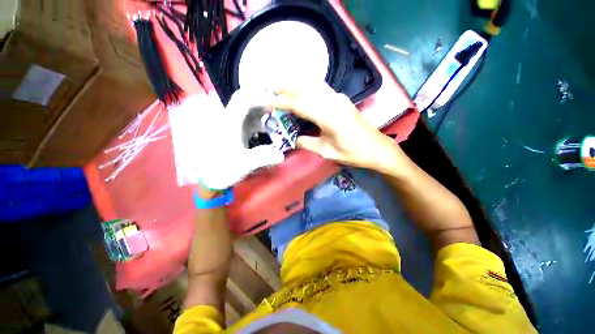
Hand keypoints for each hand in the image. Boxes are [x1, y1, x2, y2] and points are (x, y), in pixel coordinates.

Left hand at [187, 90, 284, 189]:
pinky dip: (259, 123)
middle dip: (263, 104)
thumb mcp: (244, 164)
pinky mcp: (234, 133)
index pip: (243, 98)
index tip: (275, 103)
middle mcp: (230, 120)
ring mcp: (231, 126)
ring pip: (248, 112)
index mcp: (229, 122)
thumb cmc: (223, 169)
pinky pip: (248, 122)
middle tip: (279, 111)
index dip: (260, 96)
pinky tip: (267, 131)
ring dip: (262, 114)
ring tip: (276, 120)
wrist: (209, 179)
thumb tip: (281, 155)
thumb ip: (263, 157)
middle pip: (246, 103)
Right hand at [272, 82, 398, 171]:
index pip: (299, 104)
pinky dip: (306, 88)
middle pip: (305, 88)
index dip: (282, 103)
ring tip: (282, 89)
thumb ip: (306, 143)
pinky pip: (320, 89)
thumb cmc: (352, 153)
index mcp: (329, 117)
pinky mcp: (341, 99)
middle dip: (286, 87)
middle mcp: (333, 102)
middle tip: (271, 91)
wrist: (376, 148)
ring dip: (296, 85)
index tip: (269, 104)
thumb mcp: (326, 152)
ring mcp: (339, 98)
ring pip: (313, 85)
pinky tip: (300, 93)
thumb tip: (291, 139)